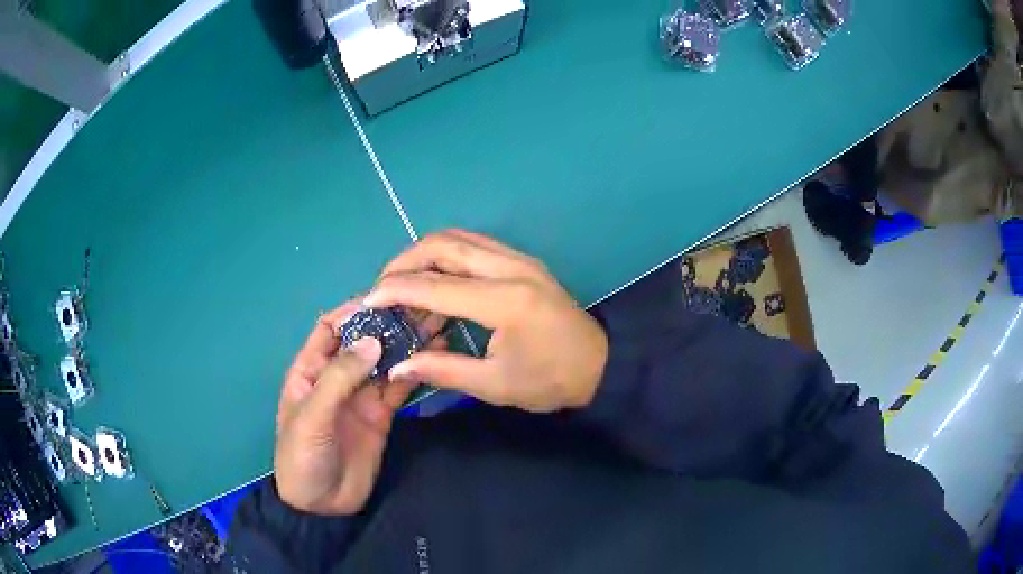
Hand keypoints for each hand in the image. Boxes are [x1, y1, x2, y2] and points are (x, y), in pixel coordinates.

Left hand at [274, 303, 416, 515]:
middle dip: (388, 322)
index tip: (386, 297)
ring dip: (407, 342)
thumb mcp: (312, 416)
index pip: (331, 329)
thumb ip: (339, 378)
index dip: (354, 311)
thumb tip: (373, 340)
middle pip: (364, 341)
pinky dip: (415, 370)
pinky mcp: (382, 414)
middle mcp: (337, 376)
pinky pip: (399, 386)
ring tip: (437, 322)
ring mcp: (361, 395)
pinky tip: (435, 356)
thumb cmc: (302, 456)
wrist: (321, 505)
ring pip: (385, 360)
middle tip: (423, 305)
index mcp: (311, 369)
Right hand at [365, 230, 608, 412]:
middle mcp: (511, 268)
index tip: (368, 299)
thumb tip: (398, 365)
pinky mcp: (523, 261)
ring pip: (458, 238)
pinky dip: (446, 257)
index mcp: (504, 301)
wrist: (600, 365)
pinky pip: (474, 245)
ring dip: (424, 255)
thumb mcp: (495, 385)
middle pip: (443, 244)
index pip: (435, 286)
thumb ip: (442, 370)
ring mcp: (520, 259)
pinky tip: (436, 282)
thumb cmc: (550, 380)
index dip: (396, 290)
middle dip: (405, 261)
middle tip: (384, 287)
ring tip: (404, 284)